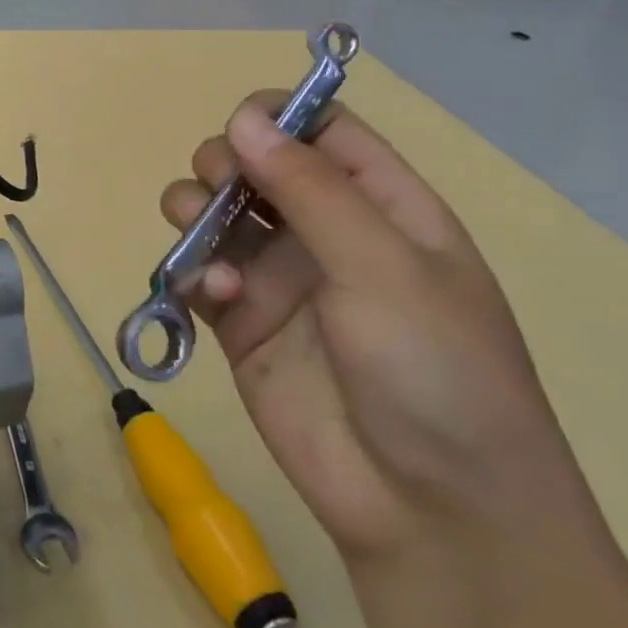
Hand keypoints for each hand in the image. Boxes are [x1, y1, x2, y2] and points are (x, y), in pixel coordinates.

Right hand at [163, 98, 590, 560]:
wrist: (430, 511)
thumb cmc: (435, 372)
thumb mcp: (384, 267)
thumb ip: (308, 187)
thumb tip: (242, 117)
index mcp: (383, 207)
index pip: (323, 129)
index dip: (279, 115)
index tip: (241, 127)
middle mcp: (326, 231)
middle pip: (254, 161)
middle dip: (225, 162)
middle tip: (221, 188)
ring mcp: (278, 276)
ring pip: (213, 210)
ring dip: (195, 210)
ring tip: (201, 242)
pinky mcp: (239, 321)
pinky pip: (196, 271)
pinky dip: (191, 272)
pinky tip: (210, 296)